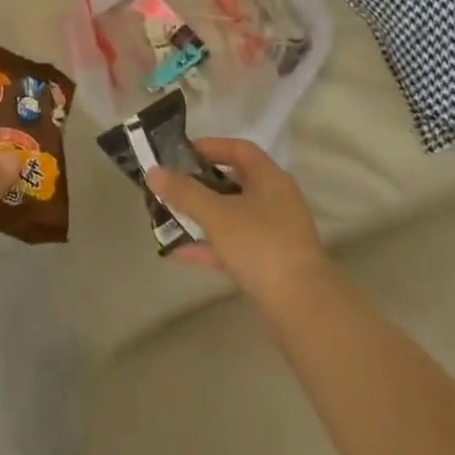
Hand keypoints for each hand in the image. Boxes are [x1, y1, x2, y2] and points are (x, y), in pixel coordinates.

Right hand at [145, 138, 330, 314]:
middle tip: (171, 186)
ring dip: (201, 216)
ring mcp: (274, 234)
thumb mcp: (216, 214)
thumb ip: (183, 192)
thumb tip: (153, 172)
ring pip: (231, 216)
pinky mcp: (269, 263)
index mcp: (270, 179)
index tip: (180, 154)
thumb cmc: (260, 245)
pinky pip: (233, 245)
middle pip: (233, 182)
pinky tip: (179, 253)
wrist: (301, 307)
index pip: (239, 149)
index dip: (210, 146)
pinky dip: (209, 246)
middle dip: (199, 184)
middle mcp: (275, 201)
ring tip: (168, 217)